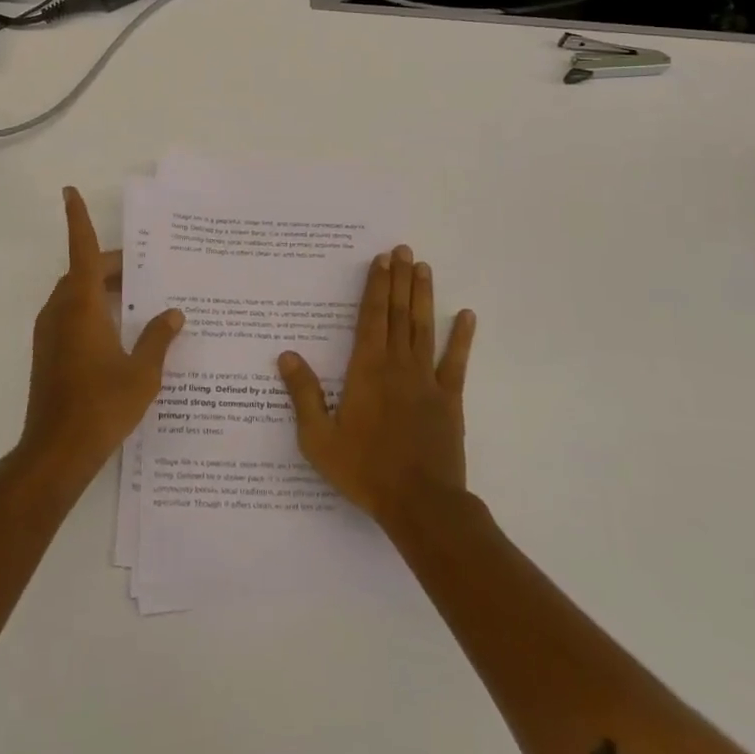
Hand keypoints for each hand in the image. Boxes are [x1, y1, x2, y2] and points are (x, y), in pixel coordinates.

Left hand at [19, 188, 183, 485]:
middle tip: (143, 269)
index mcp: (82, 307)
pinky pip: (70, 314)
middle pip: (82, 272)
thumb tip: (173, 314)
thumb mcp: (142, 372)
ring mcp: (50, 333)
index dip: (77, 219)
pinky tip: (119, 331)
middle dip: (109, 264)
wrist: (56, 452)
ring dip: (100, 288)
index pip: (81, 251)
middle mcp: (60, 312)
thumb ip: (158, 339)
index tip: (69, 191)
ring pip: (75, 294)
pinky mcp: (48, 353)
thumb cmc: (101, 406)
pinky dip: (92, 309)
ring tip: (137, 298)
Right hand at [278, 246, 475, 531]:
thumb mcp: (319, 438)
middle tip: (403, 250)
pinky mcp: (449, 399)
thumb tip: (287, 356)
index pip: (371, 317)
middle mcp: (398, 365)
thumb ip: (304, 394)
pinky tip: (466, 315)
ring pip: (424, 327)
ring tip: (423, 267)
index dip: (376, 286)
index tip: (381, 260)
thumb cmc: (365, 470)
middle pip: (398, 313)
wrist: (420, 503)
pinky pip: (455, 362)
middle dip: (399, 279)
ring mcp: (427, 380)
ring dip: (423, 296)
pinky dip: (461, 338)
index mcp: (367, 369)